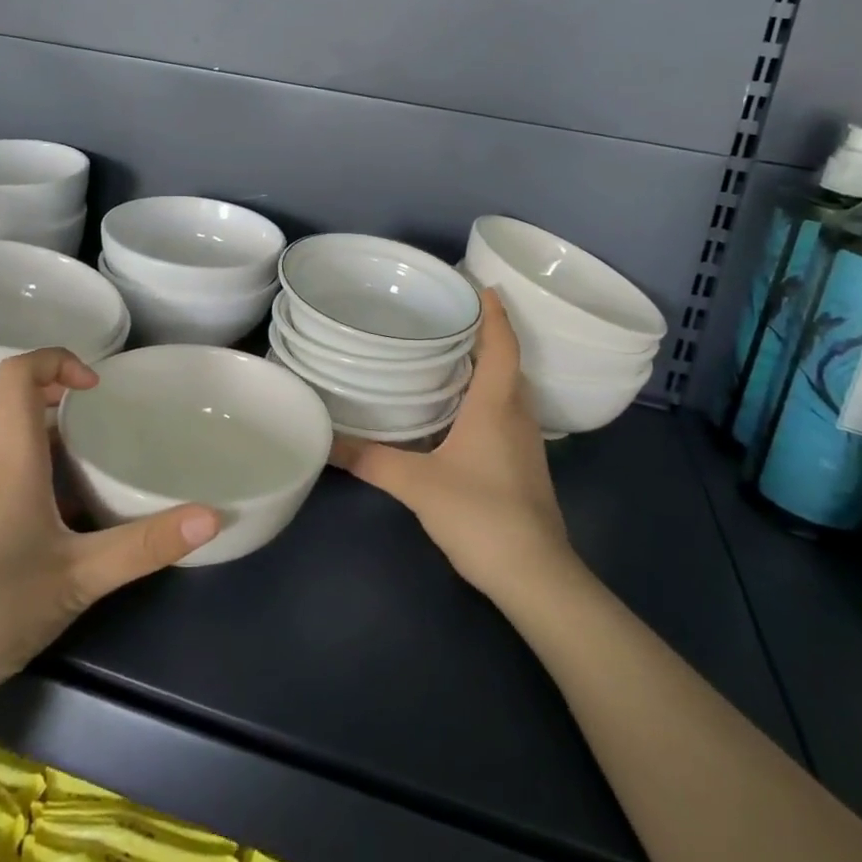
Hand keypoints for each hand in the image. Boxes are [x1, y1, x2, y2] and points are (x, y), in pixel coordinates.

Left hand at [0, 349, 220, 733]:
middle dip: (35, 384)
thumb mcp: (81, 579)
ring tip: (74, 443)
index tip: (95, 388)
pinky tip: (54, 500)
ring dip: (22, 418)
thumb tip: (212, 515)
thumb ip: (146, 546)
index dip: (55, 361)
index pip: (15, 376)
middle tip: (80, 406)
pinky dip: (17, 458)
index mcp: (9, 464)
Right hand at [332, 289, 575, 603]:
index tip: (480, 285)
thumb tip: (326, 442)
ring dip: (487, 366)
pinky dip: (487, 396)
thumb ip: (371, 460)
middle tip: (449, 316)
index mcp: (497, 404)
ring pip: (509, 389)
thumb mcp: (417, 485)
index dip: (494, 313)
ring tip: (449, 353)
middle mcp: (517, 414)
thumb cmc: (481, 514)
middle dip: (485, 334)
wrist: (536, 576)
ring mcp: (525, 442)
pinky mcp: (523, 465)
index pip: (502, 344)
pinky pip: (506, 413)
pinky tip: (459, 409)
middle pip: (508, 362)